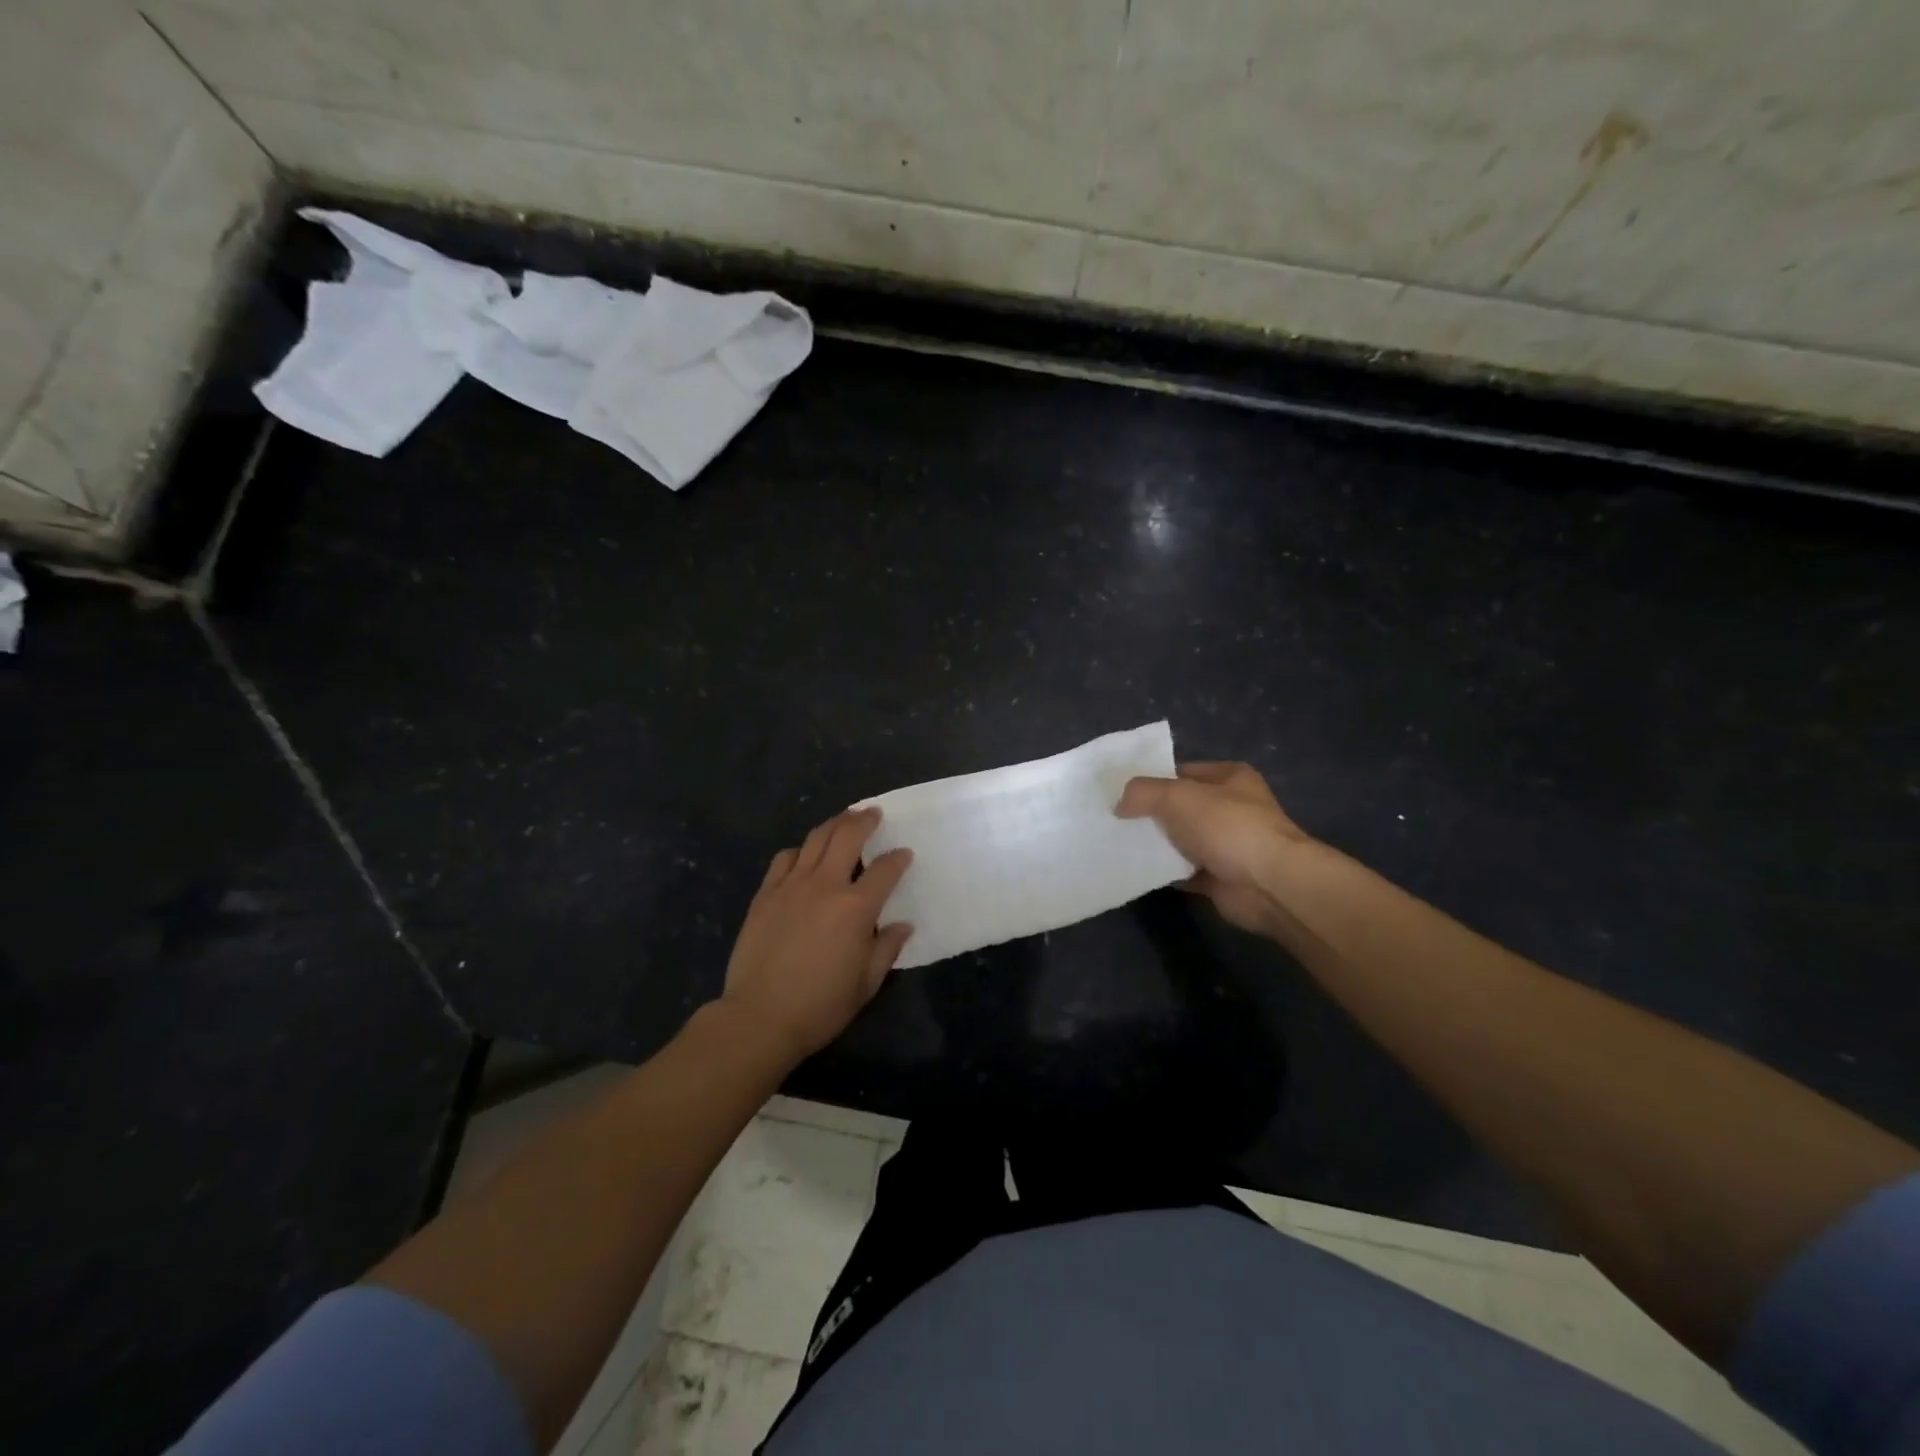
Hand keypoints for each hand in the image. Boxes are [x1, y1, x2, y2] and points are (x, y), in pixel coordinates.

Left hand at [720, 808, 913, 1064]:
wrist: (760, 1017)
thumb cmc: (821, 1005)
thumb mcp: (866, 984)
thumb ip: (887, 948)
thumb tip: (902, 925)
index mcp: (856, 907)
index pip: (885, 870)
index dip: (898, 858)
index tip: (904, 853)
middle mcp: (825, 885)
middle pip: (847, 836)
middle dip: (864, 820)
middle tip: (873, 813)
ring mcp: (791, 885)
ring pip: (815, 839)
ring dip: (834, 824)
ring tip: (844, 820)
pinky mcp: (765, 894)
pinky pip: (784, 859)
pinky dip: (799, 850)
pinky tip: (804, 855)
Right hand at [1116, 762, 1311, 935]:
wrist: (1268, 885)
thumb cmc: (1227, 827)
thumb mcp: (1177, 795)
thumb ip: (1142, 793)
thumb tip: (1119, 805)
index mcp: (1229, 778)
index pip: (1182, 772)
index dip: (1152, 779)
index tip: (1121, 792)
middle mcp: (1231, 808)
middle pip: (1180, 807)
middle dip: (1150, 814)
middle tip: (1115, 820)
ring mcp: (1227, 844)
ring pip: (1180, 840)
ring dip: (1155, 844)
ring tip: (1117, 844)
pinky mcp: (1220, 877)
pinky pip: (1182, 871)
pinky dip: (1163, 872)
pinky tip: (1135, 870)